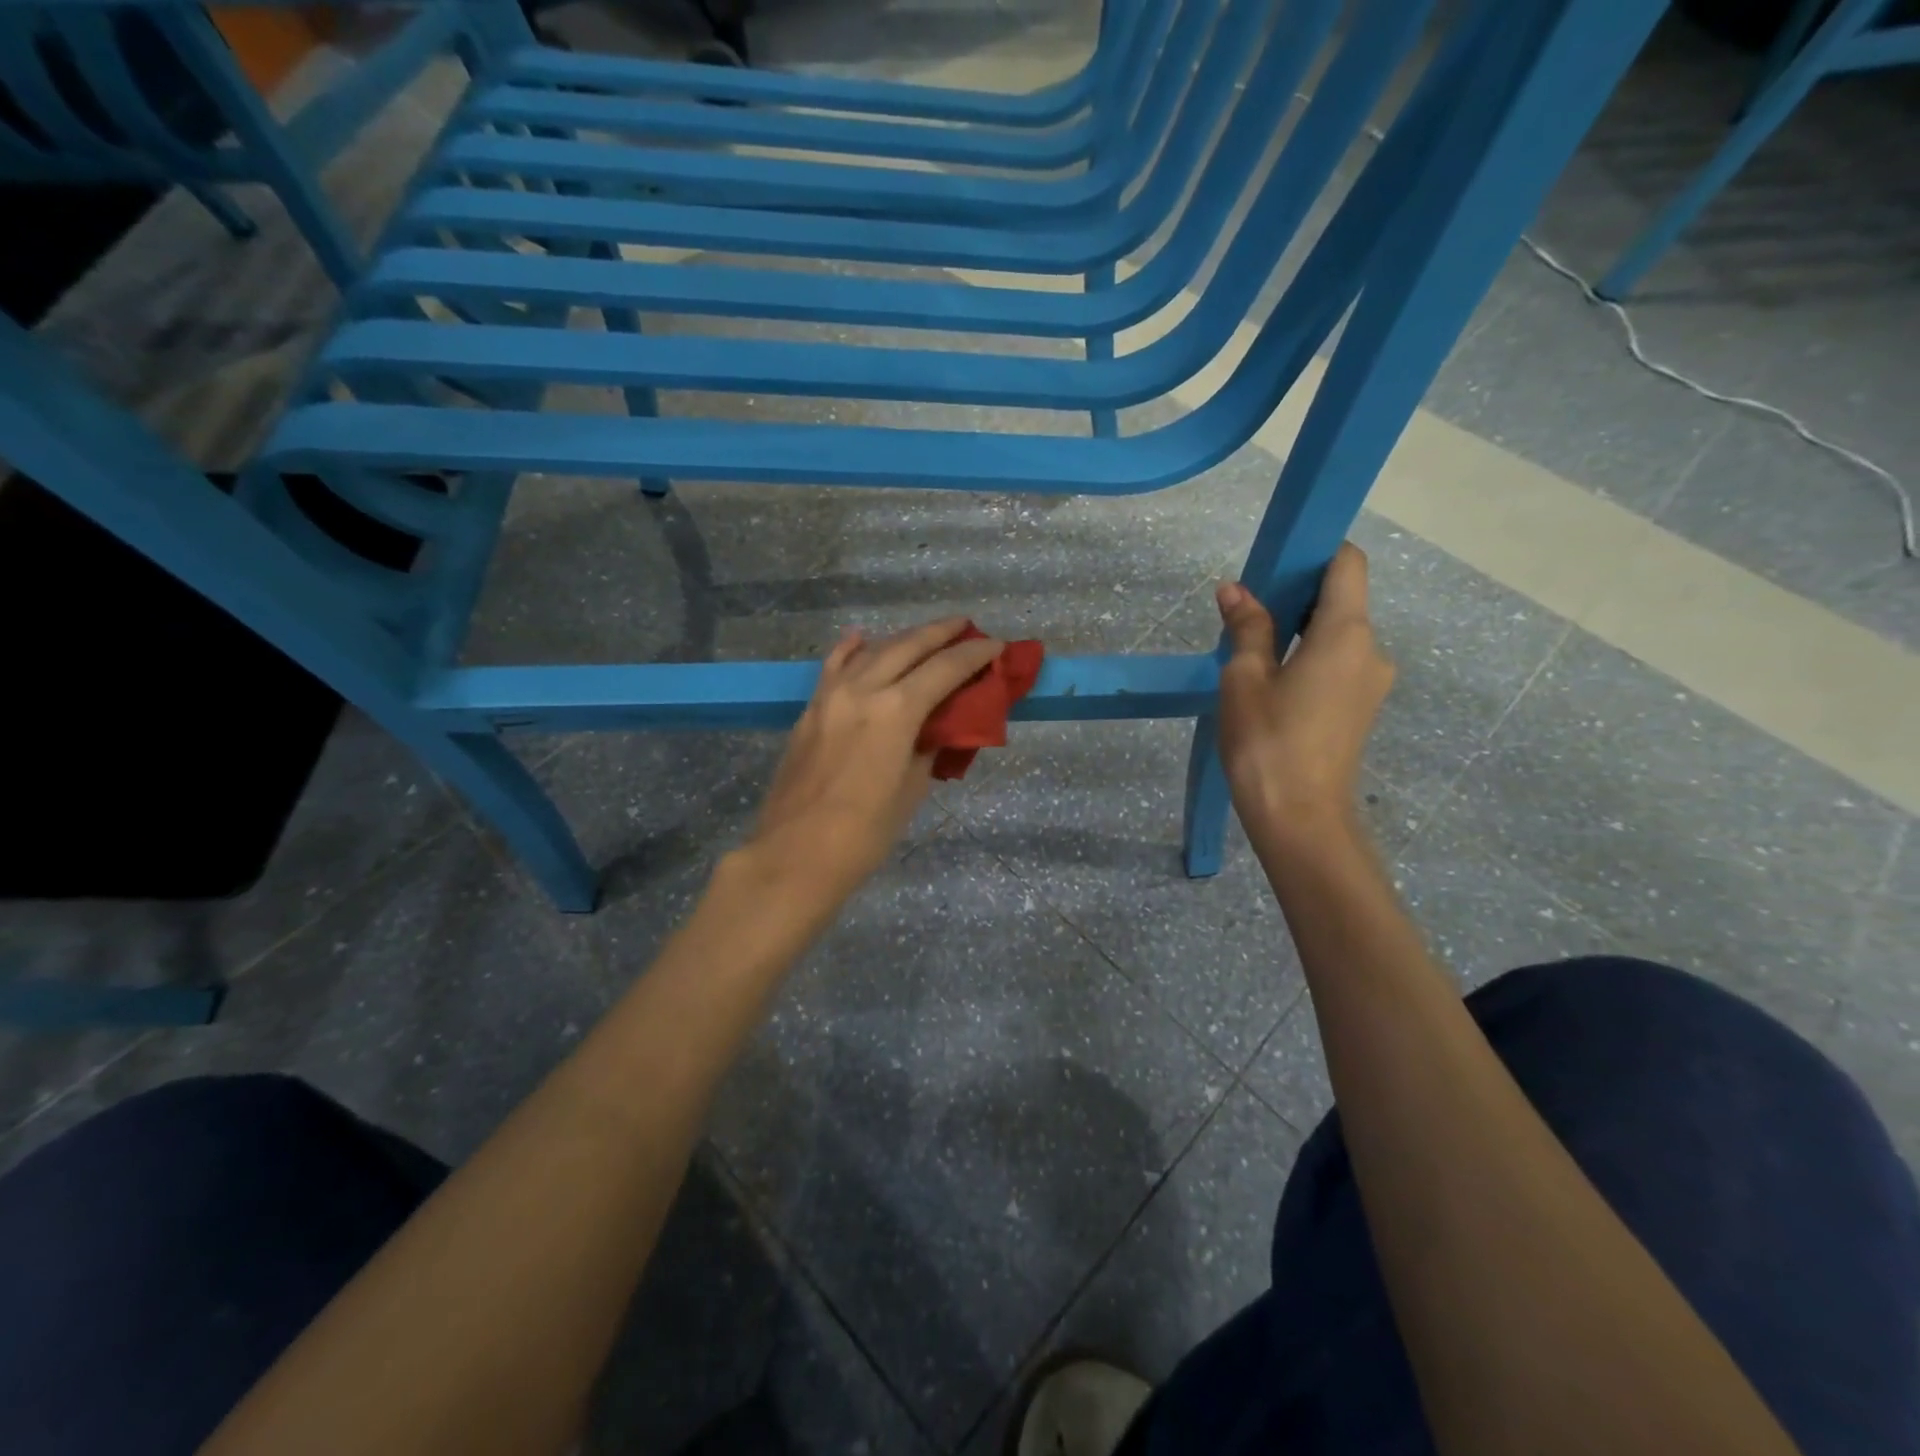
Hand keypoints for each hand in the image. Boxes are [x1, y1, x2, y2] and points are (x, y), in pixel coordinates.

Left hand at [743, 618, 1004, 906]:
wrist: (795, 855)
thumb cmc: (865, 833)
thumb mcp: (911, 790)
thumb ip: (928, 748)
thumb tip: (938, 727)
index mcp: (895, 711)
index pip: (944, 669)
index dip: (974, 654)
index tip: (996, 645)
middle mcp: (862, 690)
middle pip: (908, 647)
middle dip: (940, 633)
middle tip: (965, 627)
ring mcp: (830, 696)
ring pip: (871, 651)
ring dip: (902, 639)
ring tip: (925, 636)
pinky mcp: (810, 711)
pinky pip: (834, 667)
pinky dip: (851, 649)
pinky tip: (860, 637)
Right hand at [1215, 544, 1394, 849]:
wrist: (1299, 819)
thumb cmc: (1267, 741)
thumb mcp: (1244, 678)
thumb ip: (1247, 627)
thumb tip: (1235, 589)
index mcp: (1347, 633)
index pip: (1348, 564)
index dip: (1316, 553)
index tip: (1276, 565)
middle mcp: (1371, 651)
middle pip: (1342, 601)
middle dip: (1297, 597)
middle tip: (1248, 614)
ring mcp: (1371, 684)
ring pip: (1337, 638)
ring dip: (1300, 634)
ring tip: (1253, 657)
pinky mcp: (1361, 711)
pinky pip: (1337, 667)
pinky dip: (1308, 662)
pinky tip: (1272, 688)